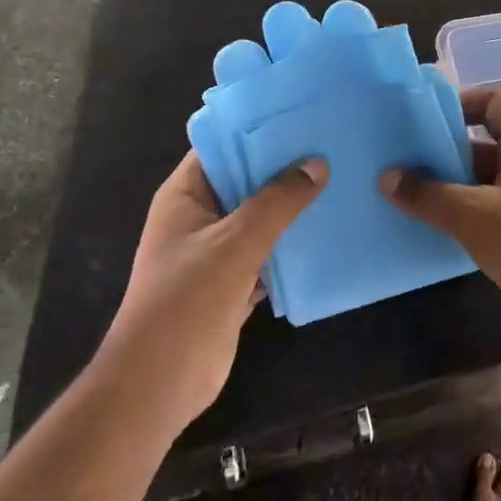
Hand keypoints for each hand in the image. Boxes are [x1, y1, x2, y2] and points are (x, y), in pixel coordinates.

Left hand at [104, 152, 326, 428]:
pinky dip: (293, 244)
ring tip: (340, 180)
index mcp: (185, 195)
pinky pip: (269, 251)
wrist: (160, 385)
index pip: (222, 146)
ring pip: (261, 217)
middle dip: (285, 167)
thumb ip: (277, 202)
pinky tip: (329, 230)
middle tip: (333, 144)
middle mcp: (199, 215)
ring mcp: (217, 250)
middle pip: (246, 180)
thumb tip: (317, 164)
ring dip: (293, 206)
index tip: (302, 115)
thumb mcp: (235, 243)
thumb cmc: (186, 302)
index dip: (258, 130)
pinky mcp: (234, 281)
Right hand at [382, 88, 500, 350]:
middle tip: (402, 157)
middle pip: (482, 141)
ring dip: (449, 183)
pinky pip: (487, 206)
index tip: (422, 120)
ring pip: (482, 178)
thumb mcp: (472, 215)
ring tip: (407, 190)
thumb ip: (427, 195)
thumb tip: (386, 177)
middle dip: (443, 149)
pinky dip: (462, 210)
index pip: (491, 102)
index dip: (458, 104)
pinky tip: (431, 222)